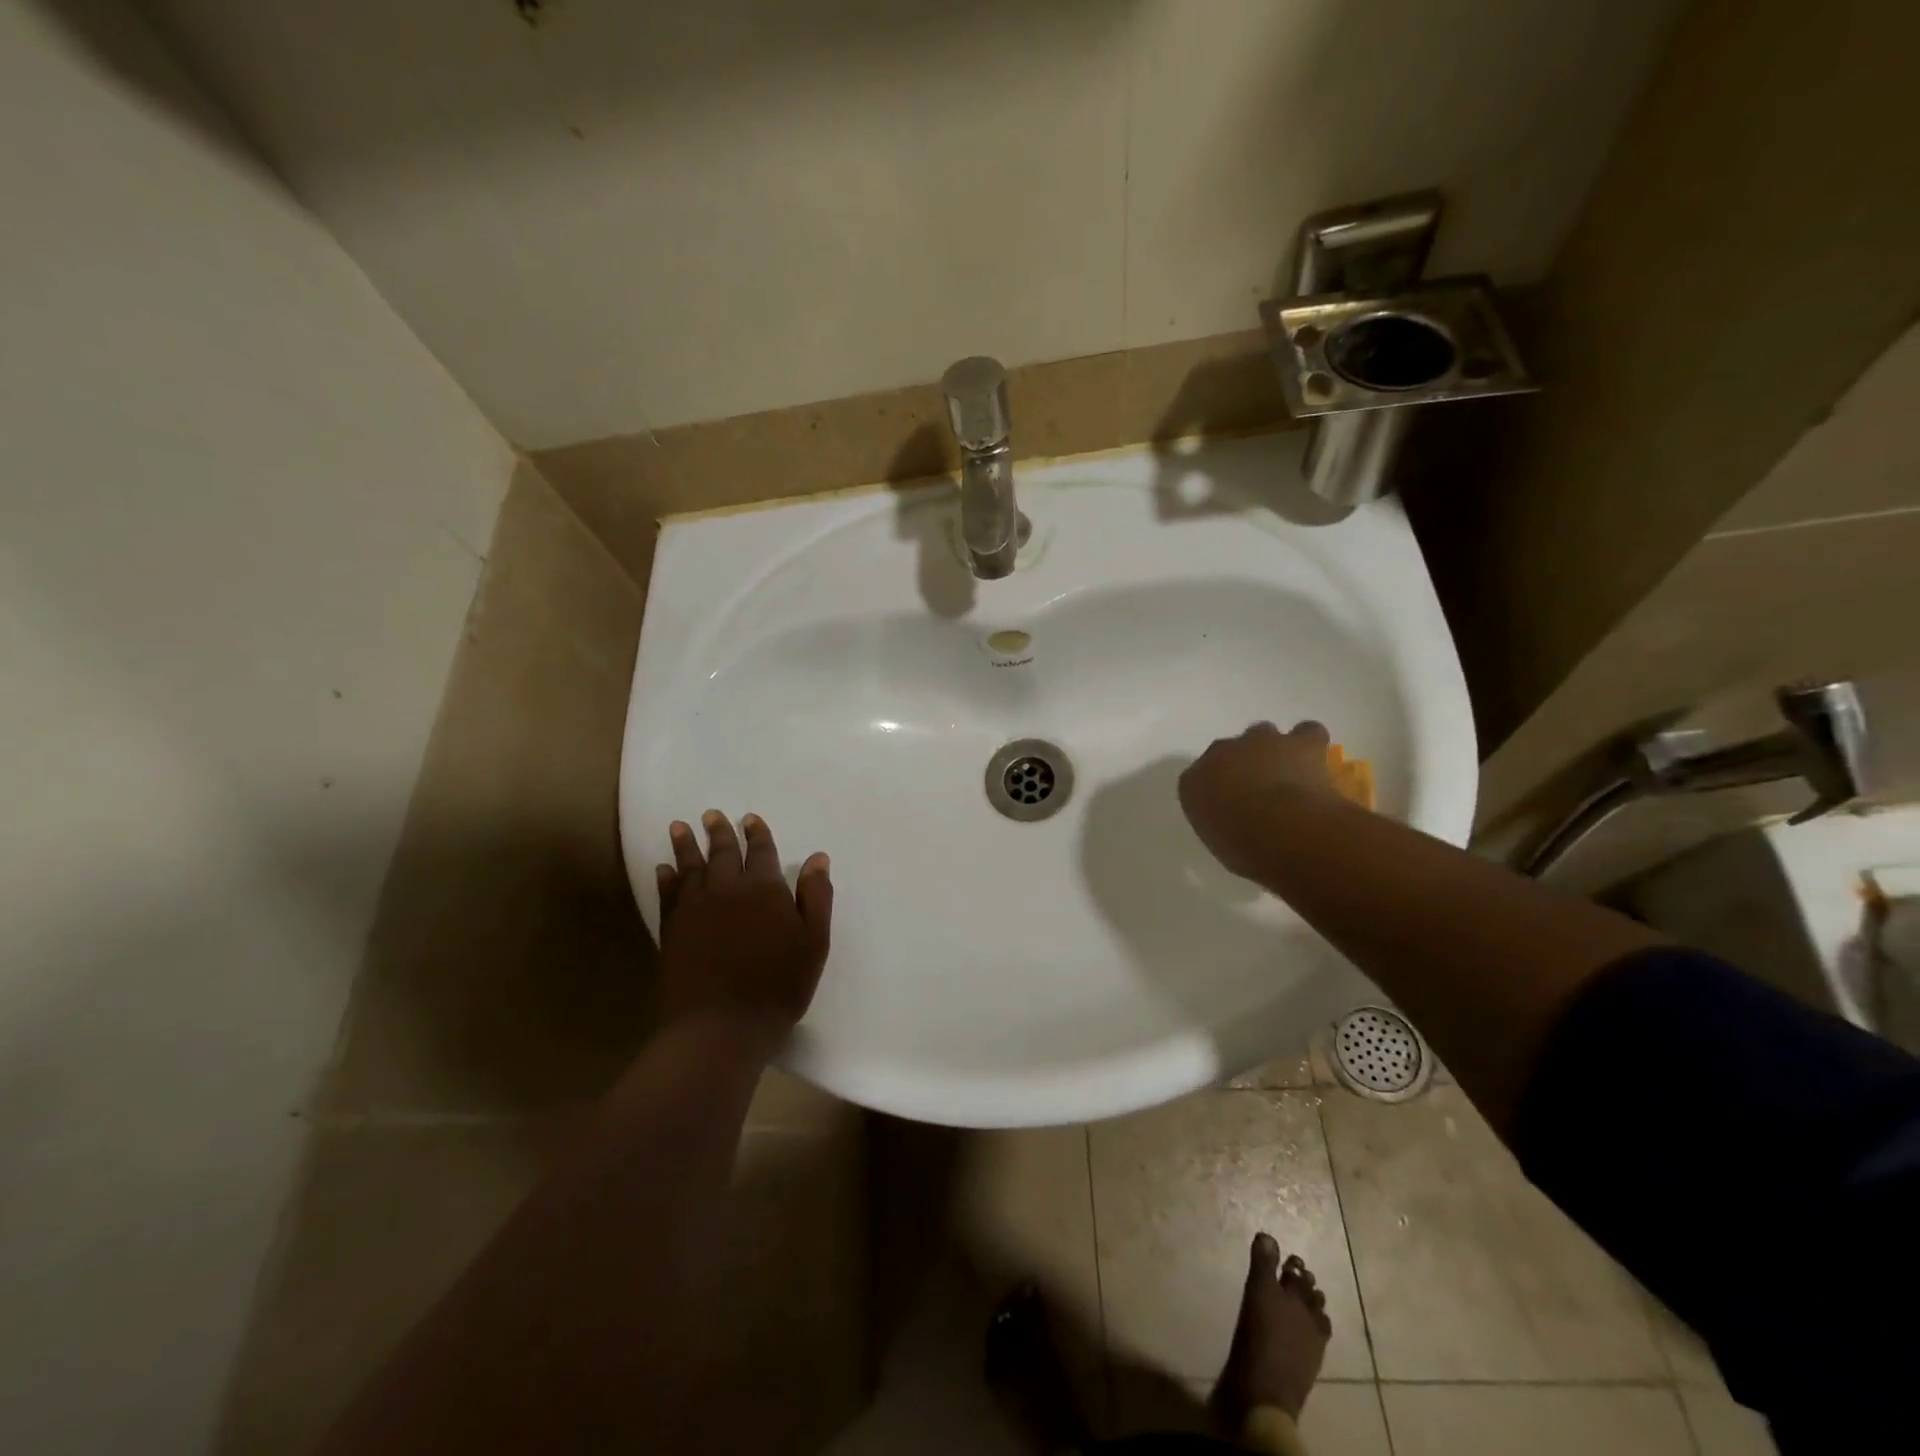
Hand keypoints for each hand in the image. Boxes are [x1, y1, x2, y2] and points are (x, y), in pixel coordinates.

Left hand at [655, 810, 832, 1040]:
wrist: (720, 1025)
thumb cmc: (777, 985)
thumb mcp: (813, 942)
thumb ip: (815, 897)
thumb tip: (818, 858)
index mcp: (765, 889)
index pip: (761, 852)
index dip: (757, 834)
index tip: (750, 818)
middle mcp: (727, 889)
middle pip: (722, 853)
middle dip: (719, 832)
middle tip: (711, 814)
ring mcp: (695, 908)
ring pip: (690, 867)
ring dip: (685, 845)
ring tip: (678, 826)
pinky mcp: (672, 930)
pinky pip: (668, 895)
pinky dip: (666, 879)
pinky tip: (663, 869)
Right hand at [1178, 721, 1338, 878]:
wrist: (1284, 832)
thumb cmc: (1245, 848)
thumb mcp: (1219, 841)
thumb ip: (1220, 822)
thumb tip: (1234, 821)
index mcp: (1194, 783)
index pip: (1199, 777)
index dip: (1216, 787)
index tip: (1228, 804)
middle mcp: (1221, 753)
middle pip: (1229, 750)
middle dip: (1241, 764)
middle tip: (1258, 789)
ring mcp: (1260, 742)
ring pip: (1264, 734)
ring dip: (1273, 750)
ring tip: (1288, 772)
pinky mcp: (1299, 742)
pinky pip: (1307, 733)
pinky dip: (1311, 743)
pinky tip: (1315, 759)